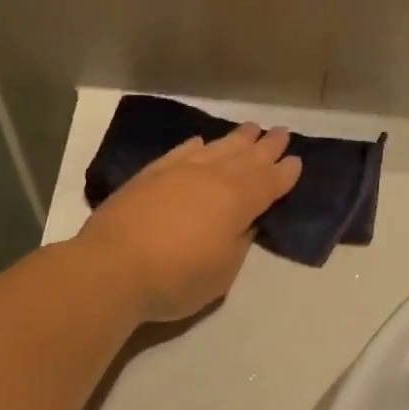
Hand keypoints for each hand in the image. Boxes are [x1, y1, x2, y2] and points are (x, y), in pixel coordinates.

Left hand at [75, 123, 301, 322]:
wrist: (112, 268)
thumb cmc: (175, 279)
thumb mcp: (222, 273)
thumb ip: (238, 244)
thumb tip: (244, 224)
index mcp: (237, 202)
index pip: (268, 183)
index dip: (284, 174)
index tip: (296, 162)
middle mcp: (210, 178)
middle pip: (245, 158)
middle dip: (265, 147)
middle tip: (281, 134)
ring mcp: (177, 172)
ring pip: (214, 149)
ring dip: (235, 140)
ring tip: (250, 130)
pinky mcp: (148, 176)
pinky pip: (179, 153)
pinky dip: (194, 147)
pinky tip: (200, 143)